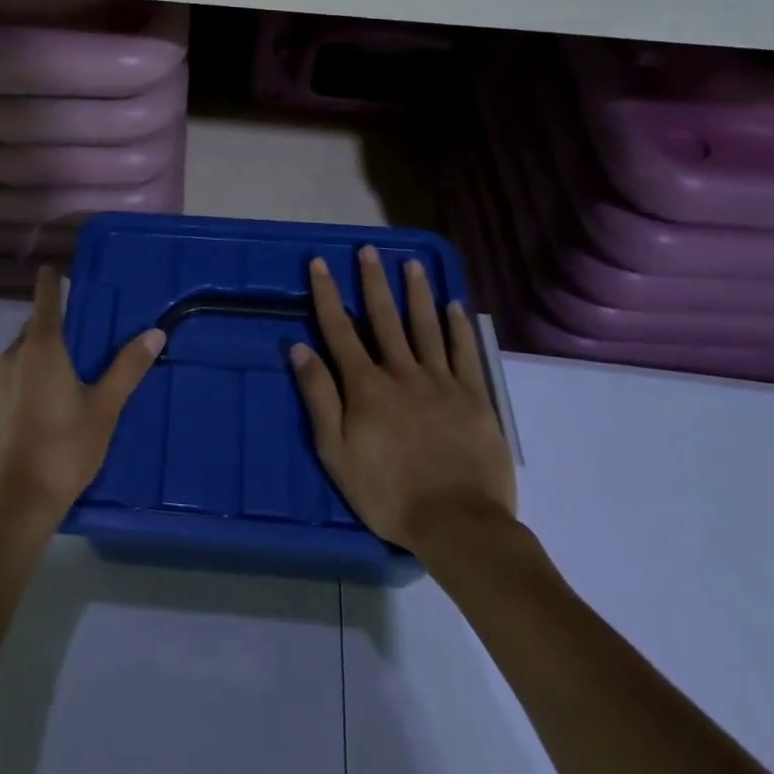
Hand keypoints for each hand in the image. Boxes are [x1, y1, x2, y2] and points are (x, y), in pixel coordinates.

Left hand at [0, 267, 165, 546]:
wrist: (16, 501)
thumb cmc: (63, 447)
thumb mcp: (105, 407)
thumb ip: (128, 368)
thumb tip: (154, 333)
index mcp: (40, 347)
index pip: (45, 299)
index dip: (51, 282)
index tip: (59, 269)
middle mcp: (15, 355)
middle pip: (37, 324)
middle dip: (60, 318)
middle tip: (92, 320)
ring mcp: (1, 381)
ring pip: (27, 349)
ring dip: (50, 345)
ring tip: (82, 354)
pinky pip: (21, 369)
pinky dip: (40, 366)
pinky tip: (61, 388)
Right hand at [291, 247, 516, 555]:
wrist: (458, 523)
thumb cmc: (387, 493)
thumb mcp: (336, 452)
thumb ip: (319, 397)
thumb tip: (299, 348)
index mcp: (366, 386)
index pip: (339, 330)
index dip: (327, 294)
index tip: (319, 263)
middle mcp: (401, 372)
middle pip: (384, 318)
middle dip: (373, 281)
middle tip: (368, 250)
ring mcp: (441, 382)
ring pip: (426, 326)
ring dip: (416, 293)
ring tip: (411, 264)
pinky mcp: (474, 397)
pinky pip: (464, 353)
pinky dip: (458, 327)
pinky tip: (454, 306)